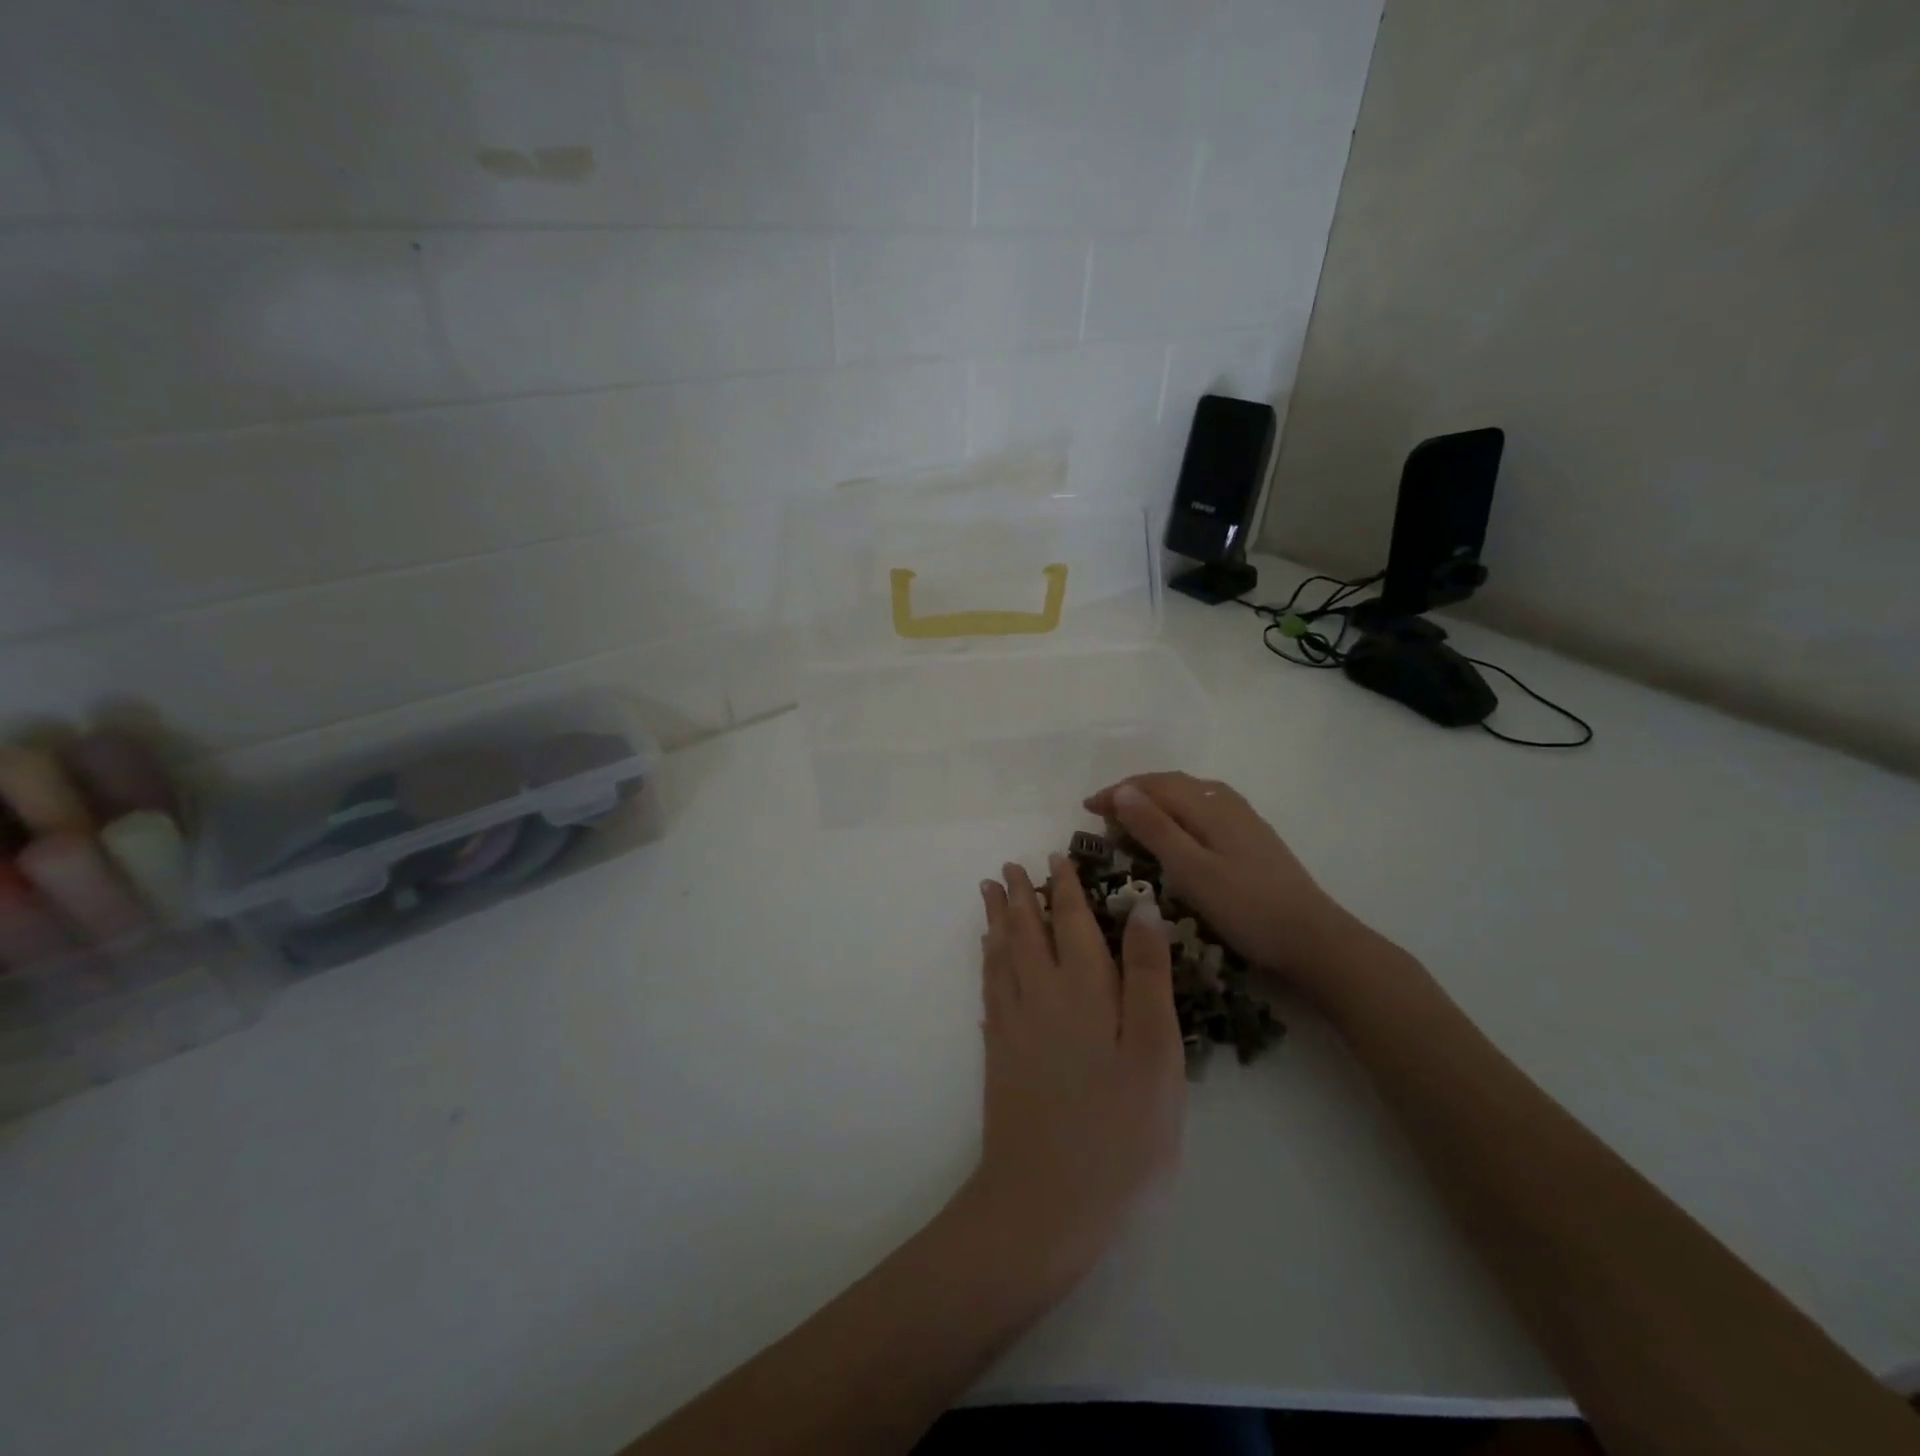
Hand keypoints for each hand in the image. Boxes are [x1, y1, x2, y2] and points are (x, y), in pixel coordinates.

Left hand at [966, 855, 1184, 1282]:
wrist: (1046, 1197)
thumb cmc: (1119, 1127)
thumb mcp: (1154, 1052)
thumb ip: (1148, 977)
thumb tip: (1142, 909)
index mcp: (1084, 987)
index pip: (1071, 922)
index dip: (1064, 888)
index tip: (1055, 857)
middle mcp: (1041, 993)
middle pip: (1027, 930)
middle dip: (1021, 895)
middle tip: (1009, 867)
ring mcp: (1014, 1022)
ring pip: (1002, 953)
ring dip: (997, 919)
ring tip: (989, 892)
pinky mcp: (999, 1051)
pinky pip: (989, 987)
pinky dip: (987, 960)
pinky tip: (987, 955)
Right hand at [1084, 772, 1371, 1010]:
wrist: (1313, 939)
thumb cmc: (1246, 907)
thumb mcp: (1191, 870)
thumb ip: (1155, 828)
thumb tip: (1122, 790)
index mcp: (1209, 806)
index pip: (1152, 786)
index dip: (1117, 793)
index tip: (1085, 808)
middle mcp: (1226, 802)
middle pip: (1171, 784)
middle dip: (1133, 794)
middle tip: (1103, 815)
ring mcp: (1243, 819)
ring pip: (1189, 795)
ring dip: (1156, 801)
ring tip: (1132, 820)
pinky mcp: (1252, 838)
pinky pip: (1203, 809)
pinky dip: (1177, 813)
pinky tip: (1176, 832)